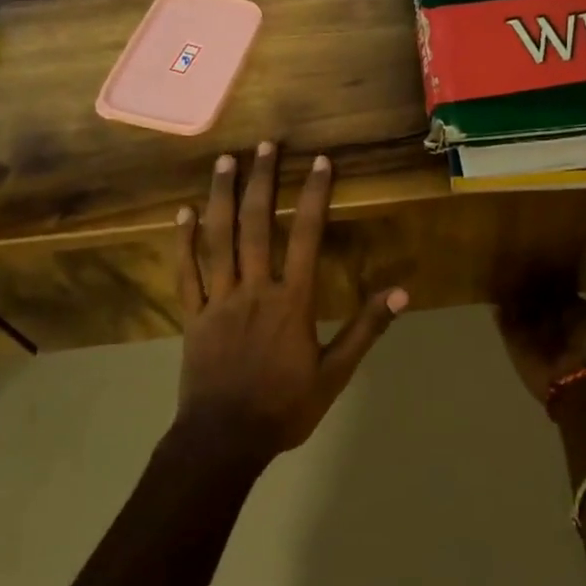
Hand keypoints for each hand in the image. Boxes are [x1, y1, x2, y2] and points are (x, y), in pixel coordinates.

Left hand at [174, 144, 407, 458]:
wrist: (224, 440)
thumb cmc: (284, 407)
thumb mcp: (335, 373)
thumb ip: (366, 329)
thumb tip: (402, 293)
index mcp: (291, 301)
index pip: (305, 236)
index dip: (314, 195)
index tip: (320, 162)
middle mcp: (253, 289)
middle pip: (256, 225)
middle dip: (262, 181)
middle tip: (265, 144)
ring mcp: (217, 299)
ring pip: (217, 239)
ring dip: (221, 196)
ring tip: (225, 161)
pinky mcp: (191, 315)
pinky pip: (185, 271)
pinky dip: (183, 240)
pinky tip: (183, 211)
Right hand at [495, 239, 585, 404]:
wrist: (583, 379)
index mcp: (580, 308)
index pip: (565, 283)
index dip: (559, 266)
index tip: (548, 238)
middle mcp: (556, 316)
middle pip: (539, 291)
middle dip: (530, 274)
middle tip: (516, 244)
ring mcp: (534, 328)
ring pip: (520, 302)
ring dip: (512, 285)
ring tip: (497, 259)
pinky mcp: (515, 339)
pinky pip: (503, 318)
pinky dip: (498, 305)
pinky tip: (488, 284)